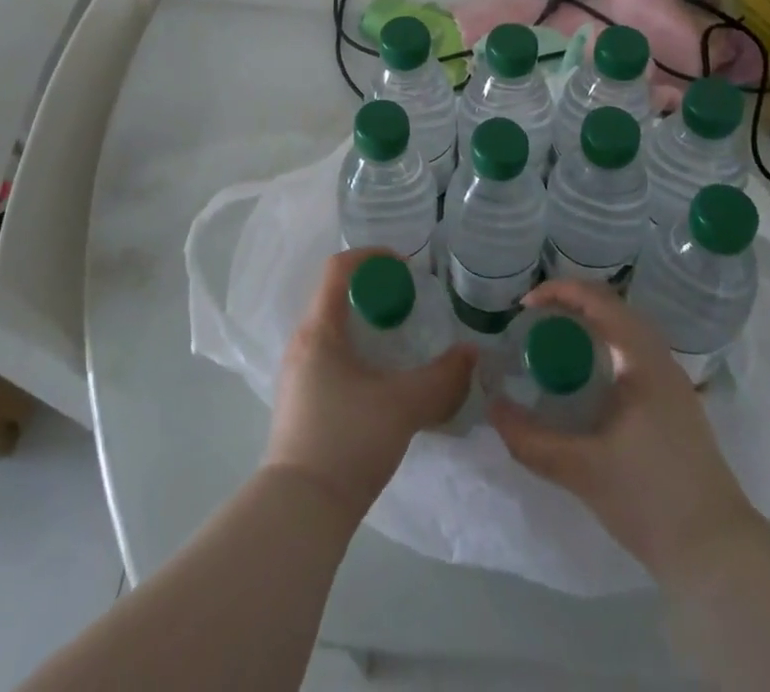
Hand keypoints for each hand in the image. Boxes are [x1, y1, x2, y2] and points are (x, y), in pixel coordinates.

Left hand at [264, 250, 475, 519]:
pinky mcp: (301, 402)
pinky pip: (331, 357)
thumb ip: (443, 378)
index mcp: (319, 330)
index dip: (372, 256)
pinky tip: (382, 380)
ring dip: (367, 325)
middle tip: (410, 304)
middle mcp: (302, 344)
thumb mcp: (403, 406)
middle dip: (375, 293)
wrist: (301, 512)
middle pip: (336, 297)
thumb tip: (472, 354)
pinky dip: (358, 352)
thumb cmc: (347, 441)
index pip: (338, 269)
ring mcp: (297, 374)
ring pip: (334, 330)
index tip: (405, 266)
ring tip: (401, 341)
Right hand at [489, 279, 755, 583]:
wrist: (718, 555)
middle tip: (534, 321)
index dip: (559, 292)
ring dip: (589, 327)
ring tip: (554, 344)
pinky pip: (633, 355)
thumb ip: (531, 439)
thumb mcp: (581, 469)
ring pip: (626, 332)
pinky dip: (604, 349)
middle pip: (613, 309)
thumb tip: (492, 408)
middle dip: (571, 305)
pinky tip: (585, 380)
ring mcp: (672, 383)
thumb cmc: (650, 499)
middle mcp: (661, 359)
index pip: (599, 300)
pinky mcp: (675, 406)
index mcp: (642, 359)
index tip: (524, 306)